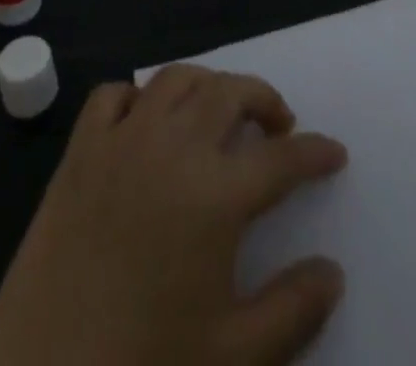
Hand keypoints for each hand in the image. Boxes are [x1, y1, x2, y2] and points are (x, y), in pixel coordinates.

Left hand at [0, 66, 348, 365]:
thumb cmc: (142, 364)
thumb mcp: (232, 357)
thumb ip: (292, 312)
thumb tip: (332, 271)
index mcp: (216, 193)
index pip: (282, 158)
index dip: (315, 153)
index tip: (334, 152)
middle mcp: (174, 146)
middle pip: (231, 92)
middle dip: (265, 99)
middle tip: (278, 125)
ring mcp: (123, 139)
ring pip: (177, 79)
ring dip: (208, 85)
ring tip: (220, 112)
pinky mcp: (81, 148)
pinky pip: (114, 95)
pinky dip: (138, 96)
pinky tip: (146, 121)